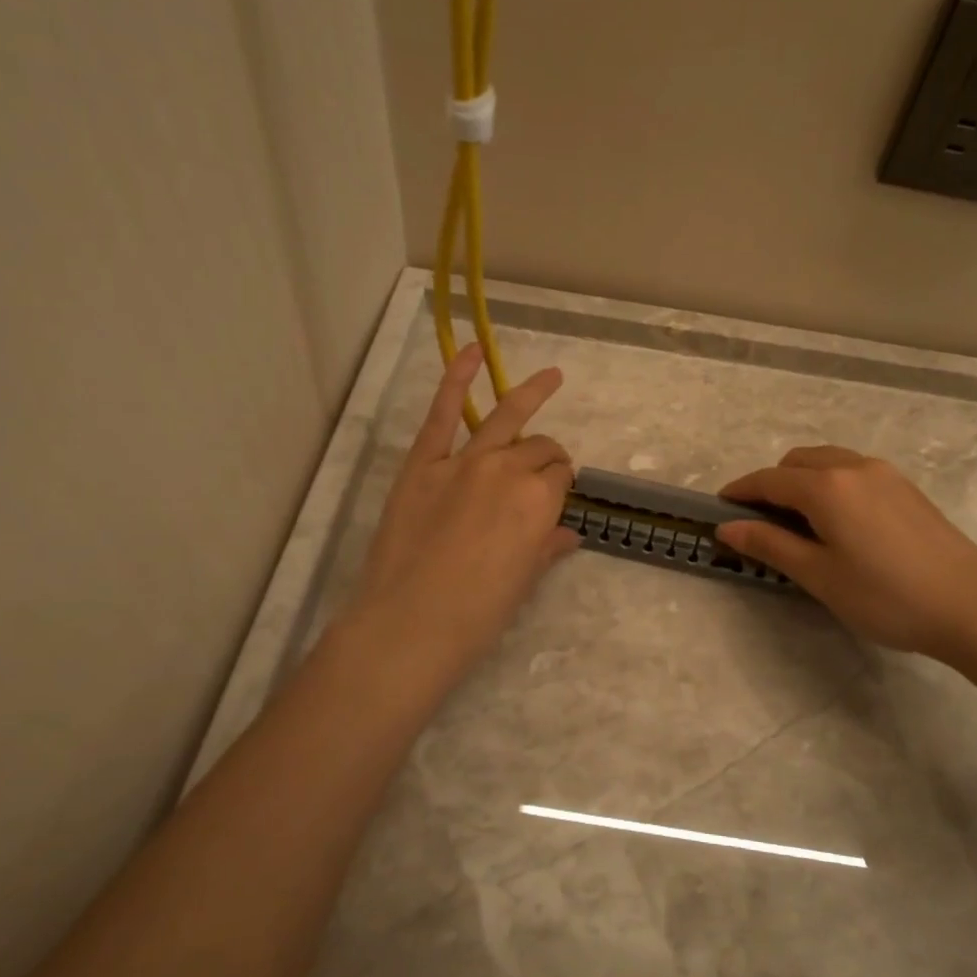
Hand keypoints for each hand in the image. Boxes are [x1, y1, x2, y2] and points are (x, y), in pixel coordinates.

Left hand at [348, 344, 579, 693]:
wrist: (409, 625)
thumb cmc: (476, 614)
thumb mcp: (522, 582)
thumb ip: (547, 547)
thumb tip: (568, 534)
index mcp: (539, 501)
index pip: (561, 478)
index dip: (561, 488)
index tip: (554, 501)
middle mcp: (508, 469)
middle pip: (541, 449)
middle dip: (549, 459)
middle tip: (544, 477)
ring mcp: (463, 461)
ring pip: (506, 418)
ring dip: (532, 393)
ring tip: (551, 377)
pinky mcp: (423, 463)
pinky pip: (443, 412)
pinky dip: (456, 378)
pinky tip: (472, 351)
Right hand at [716, 445, 976, 667]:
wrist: (972, 608)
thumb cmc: (885, 597)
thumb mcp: (819, 576)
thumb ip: (770, 544)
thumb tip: (727, 527)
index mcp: (826, 486)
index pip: (769, 480)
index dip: (740, 491)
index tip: (720, 507)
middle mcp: (854, 467)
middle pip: (797, 463)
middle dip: (772, 484)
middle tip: (762, 523)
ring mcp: (885, 474)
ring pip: (828, 462)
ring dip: (803, 481)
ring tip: (800, 522)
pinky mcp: (907, 488)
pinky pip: (854, 471)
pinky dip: (832, 484)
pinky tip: (840, 522)